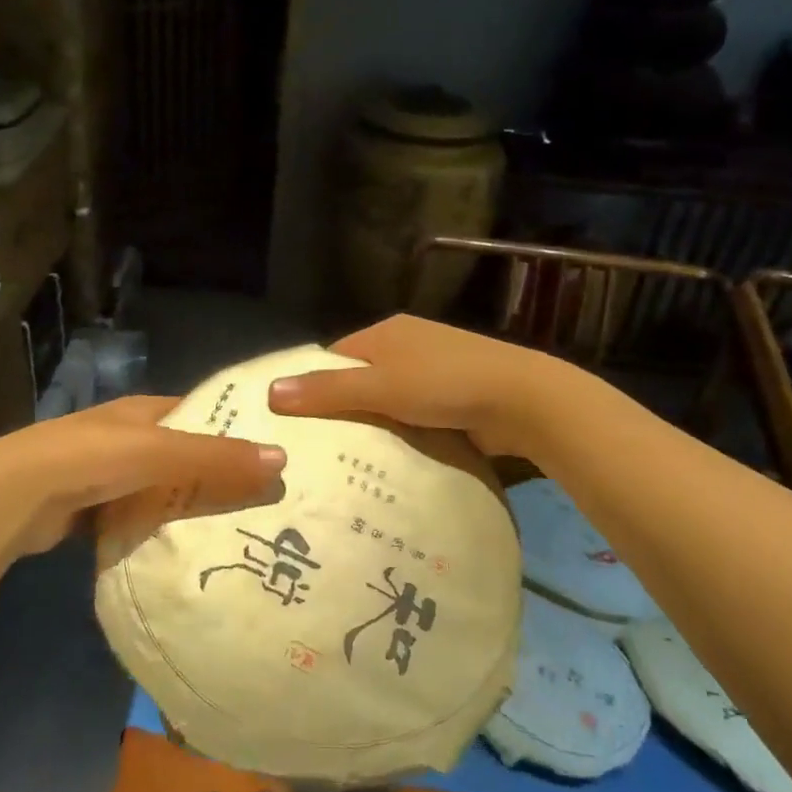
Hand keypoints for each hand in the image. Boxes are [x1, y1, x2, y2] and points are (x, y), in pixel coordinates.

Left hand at [0, 396, 286, 556]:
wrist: (17, 495)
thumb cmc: (93, 458)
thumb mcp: (161, 452)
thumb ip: (218, 458)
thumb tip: (282, 458)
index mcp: (142, 411)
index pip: (199, 413)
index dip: (232, 428)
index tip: (270, 452)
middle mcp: (126, 436)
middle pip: (182, 454)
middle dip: (215, 473)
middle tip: (262, 500)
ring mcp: (105, 473)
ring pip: (160, 488)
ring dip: (186, 504)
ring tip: (234, 529)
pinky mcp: (91, 508)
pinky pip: (136, 516)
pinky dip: (156, 528)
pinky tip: (182, 549)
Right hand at [266, 315, 557, 457]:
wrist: (522, 400)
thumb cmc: (444, 384)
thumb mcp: (379, 386)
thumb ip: (326, 390)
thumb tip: (270, 392)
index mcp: (388, 330)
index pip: (335, 356)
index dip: (313, 383)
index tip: (294, 420)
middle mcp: (408, 344)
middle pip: (360, 378)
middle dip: (342, 408)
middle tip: (315, 448)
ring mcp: (435, 371)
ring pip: (388, 400)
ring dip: (374, 424)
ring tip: (345, 461)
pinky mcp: (455, 398)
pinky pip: (413, 416)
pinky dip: (401, 433)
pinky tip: (388, 459)